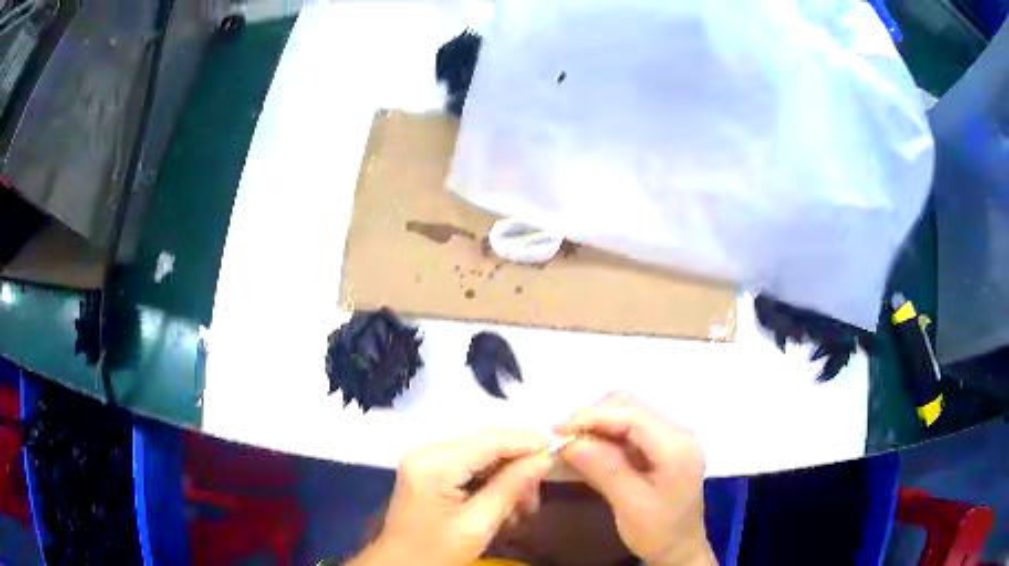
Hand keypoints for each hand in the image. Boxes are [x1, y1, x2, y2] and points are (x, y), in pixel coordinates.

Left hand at [349, 429, 554, 565]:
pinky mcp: (430, 472)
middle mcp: (428, 451)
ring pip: (484, 458)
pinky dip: (492, 486)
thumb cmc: (434, 554)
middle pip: (489, 446)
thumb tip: (546, 458)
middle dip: (519, 470)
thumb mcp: (478, 525)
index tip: (563, 452)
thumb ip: (511, 487)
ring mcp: (427, 460)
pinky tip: (502, 511)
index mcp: (434, 462)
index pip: (492, 439)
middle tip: (534, 503)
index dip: (530, 442)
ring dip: (508, 482)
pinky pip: (471, 469)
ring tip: (520, 514)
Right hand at [556, 393, 715, 565]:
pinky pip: (628, 429)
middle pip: (629, 406)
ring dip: (595, 425)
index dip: (591, 416)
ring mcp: (670, 437)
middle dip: (591, 417)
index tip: (557, 431)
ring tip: (568, 444)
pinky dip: (604, 435)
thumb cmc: (659, 531)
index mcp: (676, 445)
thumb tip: (568, 441)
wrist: (680, 549)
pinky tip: (585, 450)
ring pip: (626, 414)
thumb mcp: (630, 504)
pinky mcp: (660, 446)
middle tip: (559, 439)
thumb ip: (603, 468)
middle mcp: (677, 432)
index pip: (631, 414)